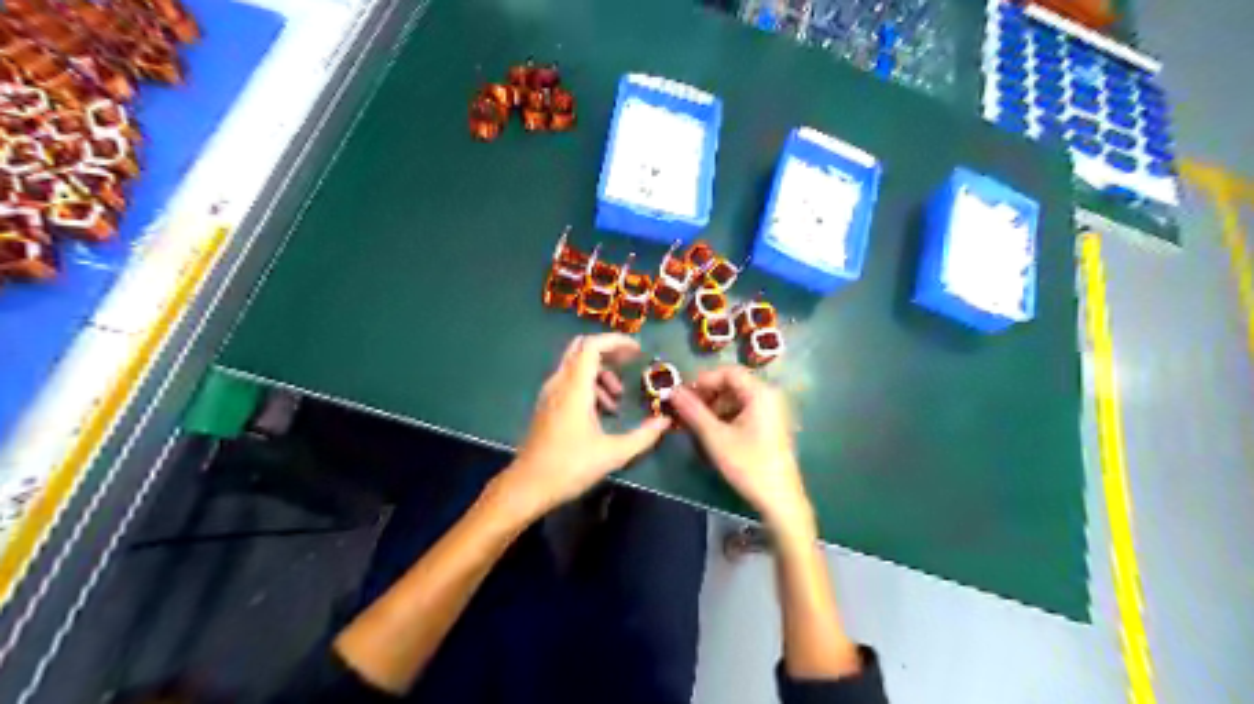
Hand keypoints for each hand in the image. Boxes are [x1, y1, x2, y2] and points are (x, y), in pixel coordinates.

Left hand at [503, 334, 669, 513]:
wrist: (528, 486)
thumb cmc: (570, 467)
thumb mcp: (613, 454)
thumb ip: (643, 436)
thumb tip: (665, 421)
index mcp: (574, 388)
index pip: (592, 345)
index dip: (616, 342)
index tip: (637, 352)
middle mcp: (559, 383)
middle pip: (582, 349)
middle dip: (609, 352)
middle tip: (630, 365)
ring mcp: (549, 393)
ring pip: (575, 366)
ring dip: (600, 374)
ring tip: (617, 400)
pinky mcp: (546, 405)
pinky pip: (569, 381)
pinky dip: (588, 385)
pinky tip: (601, 412)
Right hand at [677, 365, 813, 535]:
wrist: (779, 499)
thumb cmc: (748, 465)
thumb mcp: (715, 437)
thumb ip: (693, 411)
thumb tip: (672, 391)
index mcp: (760, 393)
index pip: (727, 372)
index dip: (702, 380)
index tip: (682, 395)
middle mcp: (769, 396)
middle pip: (733, 384)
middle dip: (707, 394)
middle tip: (686, 410)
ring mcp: (772, 411)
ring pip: (737, 398)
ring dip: (715, 406)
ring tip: (696, 424)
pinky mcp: (771, 425)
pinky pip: (745, 410)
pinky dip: (726, 416)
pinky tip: (713, 432)